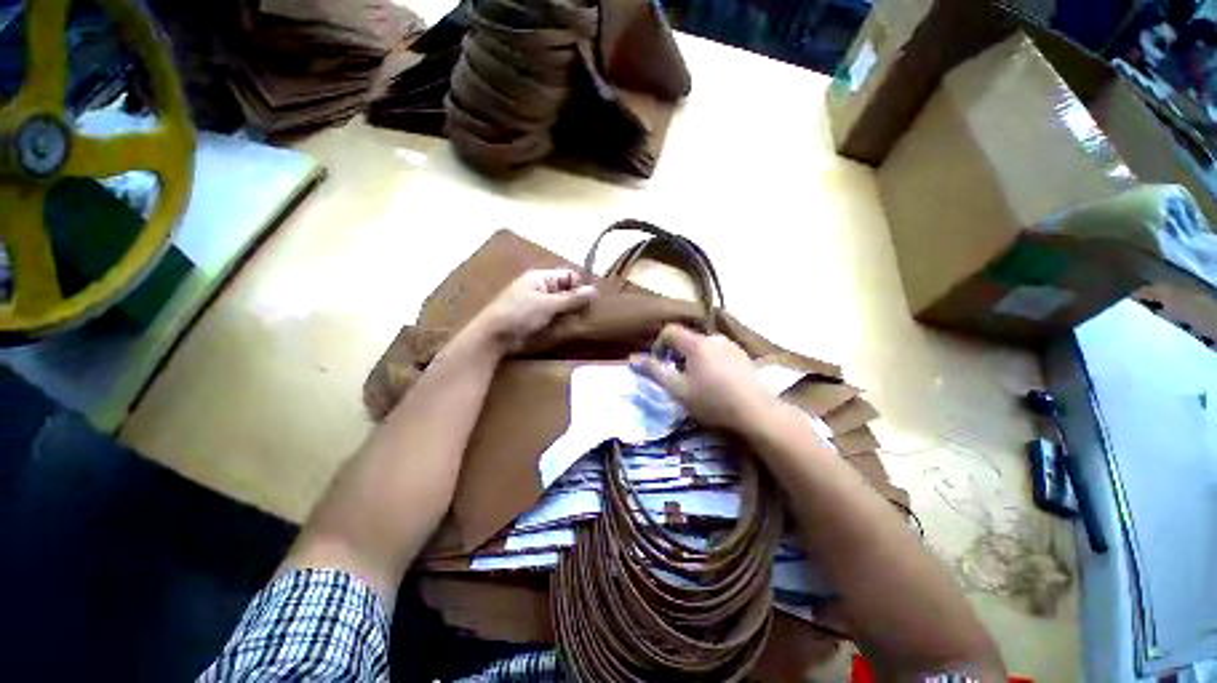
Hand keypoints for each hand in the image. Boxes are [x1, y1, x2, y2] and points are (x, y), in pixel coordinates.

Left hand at [471, 269, 596, 350]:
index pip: (568, 275)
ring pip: (560, 305)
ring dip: (569, 313)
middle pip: (565, 290)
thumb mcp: (548, 305)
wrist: (492, 335)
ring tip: (579, 323)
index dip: (580, 286)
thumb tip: (593, 290)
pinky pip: (552, 316)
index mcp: (541, 277)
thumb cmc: (519, 314)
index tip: (592, 302)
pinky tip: (566, 329)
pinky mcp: (533, 318)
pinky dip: (560, 321)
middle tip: (587, 315)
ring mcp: (535, 303)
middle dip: (576, 301)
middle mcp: (539, 287)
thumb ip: (571, 298)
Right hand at [630, 324, 777, 431]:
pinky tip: (716, 382)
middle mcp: (714, 338)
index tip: (659, 365)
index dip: (658, 345)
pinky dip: (709, 362)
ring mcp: (731, 346)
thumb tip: (631, 358)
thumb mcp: (678, 389)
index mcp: (696, 343)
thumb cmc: (713, 401)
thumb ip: (654, 371)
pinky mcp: (743, 356)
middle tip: (677, 378)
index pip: (670, 331)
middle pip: (686, 339)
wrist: (757, 413)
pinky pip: (718, 352)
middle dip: (676, 355)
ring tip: (697, 382)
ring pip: (703, 346)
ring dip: (693, 359)